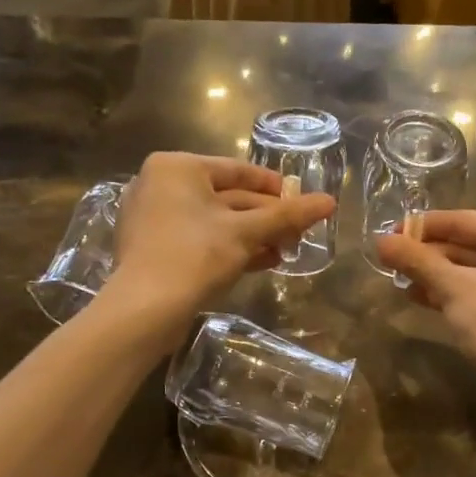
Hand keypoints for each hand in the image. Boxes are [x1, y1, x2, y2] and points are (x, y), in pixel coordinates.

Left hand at [95, 152, 333, 340]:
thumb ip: (288, 215)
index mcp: (177, 167)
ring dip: (252, 236)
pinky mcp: (153, 248)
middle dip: (265, 217)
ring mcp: (153, 217)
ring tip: (286, 250)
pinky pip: (199, 239)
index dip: (274, 186)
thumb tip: (329, 202)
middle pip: (227, 196)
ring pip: (214, 221)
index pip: (237, 170)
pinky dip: (228, 247)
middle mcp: (160, 184)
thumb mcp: (247, 232)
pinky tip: (261, 262)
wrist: (145, 309)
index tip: (302, 200)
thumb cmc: (195, 256)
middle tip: (298, 232)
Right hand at [376, 210, 475, 396]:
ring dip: (446, 280)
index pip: (463, 221)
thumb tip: (381, 241)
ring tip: (407, 287)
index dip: (421, 229)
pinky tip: (436, 304)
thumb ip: (417, 261)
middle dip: (433, 259)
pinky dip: (470, 295)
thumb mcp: (453, 289)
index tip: (389, 236)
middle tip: (394, 266)